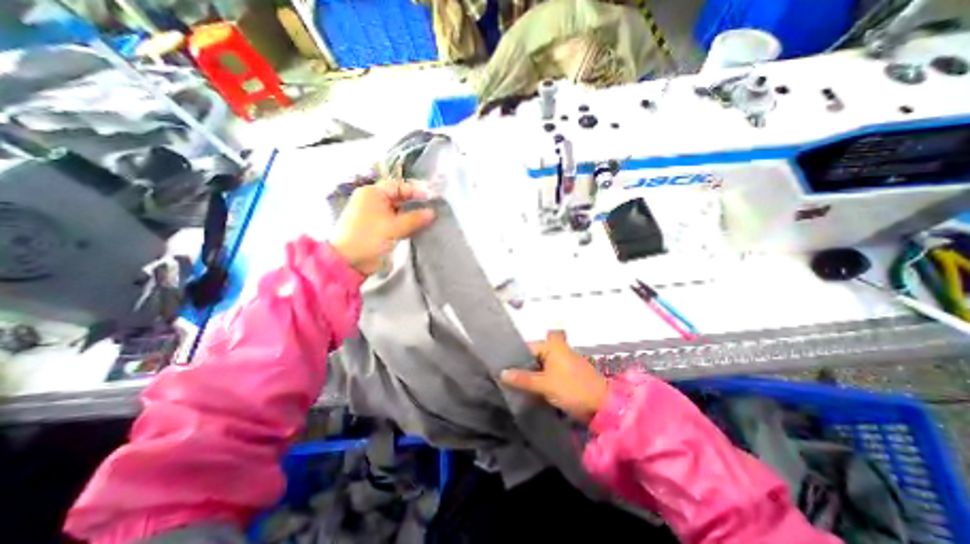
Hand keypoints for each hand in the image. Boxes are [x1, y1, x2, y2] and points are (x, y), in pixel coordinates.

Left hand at [329, 180, 436, 275]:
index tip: (430, 199)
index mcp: (373, 194)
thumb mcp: (394, 227)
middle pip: (398, 198)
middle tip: (431, 209)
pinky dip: (405, 224)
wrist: (349, 261)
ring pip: (397, 211)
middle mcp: (373, 201)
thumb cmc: (369, 238)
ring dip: (411, 215)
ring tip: (428, 220)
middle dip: (414, 204)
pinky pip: (394, 222)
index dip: (414, 190)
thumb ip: (415, 219)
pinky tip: (418, 229)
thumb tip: (432, 212)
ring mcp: (374, 215)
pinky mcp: (377, 228)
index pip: (397, 186)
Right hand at [501, 330, 602, 421]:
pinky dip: (540, 379)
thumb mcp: (544, 384)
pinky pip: (549, 373)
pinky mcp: (567, 374)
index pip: (527, 347)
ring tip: (514, 383)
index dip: (514, 356)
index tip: (501, 366)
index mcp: (553, 346)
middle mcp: (558, 350)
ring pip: (541, 365)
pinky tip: (530, 389)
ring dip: (531, 374)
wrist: (602, 406)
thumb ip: (522, 379)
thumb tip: (502, 372)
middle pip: (534, 355)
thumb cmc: (572, 389)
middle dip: (522, 366)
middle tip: (505, 376)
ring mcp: (564, 362)